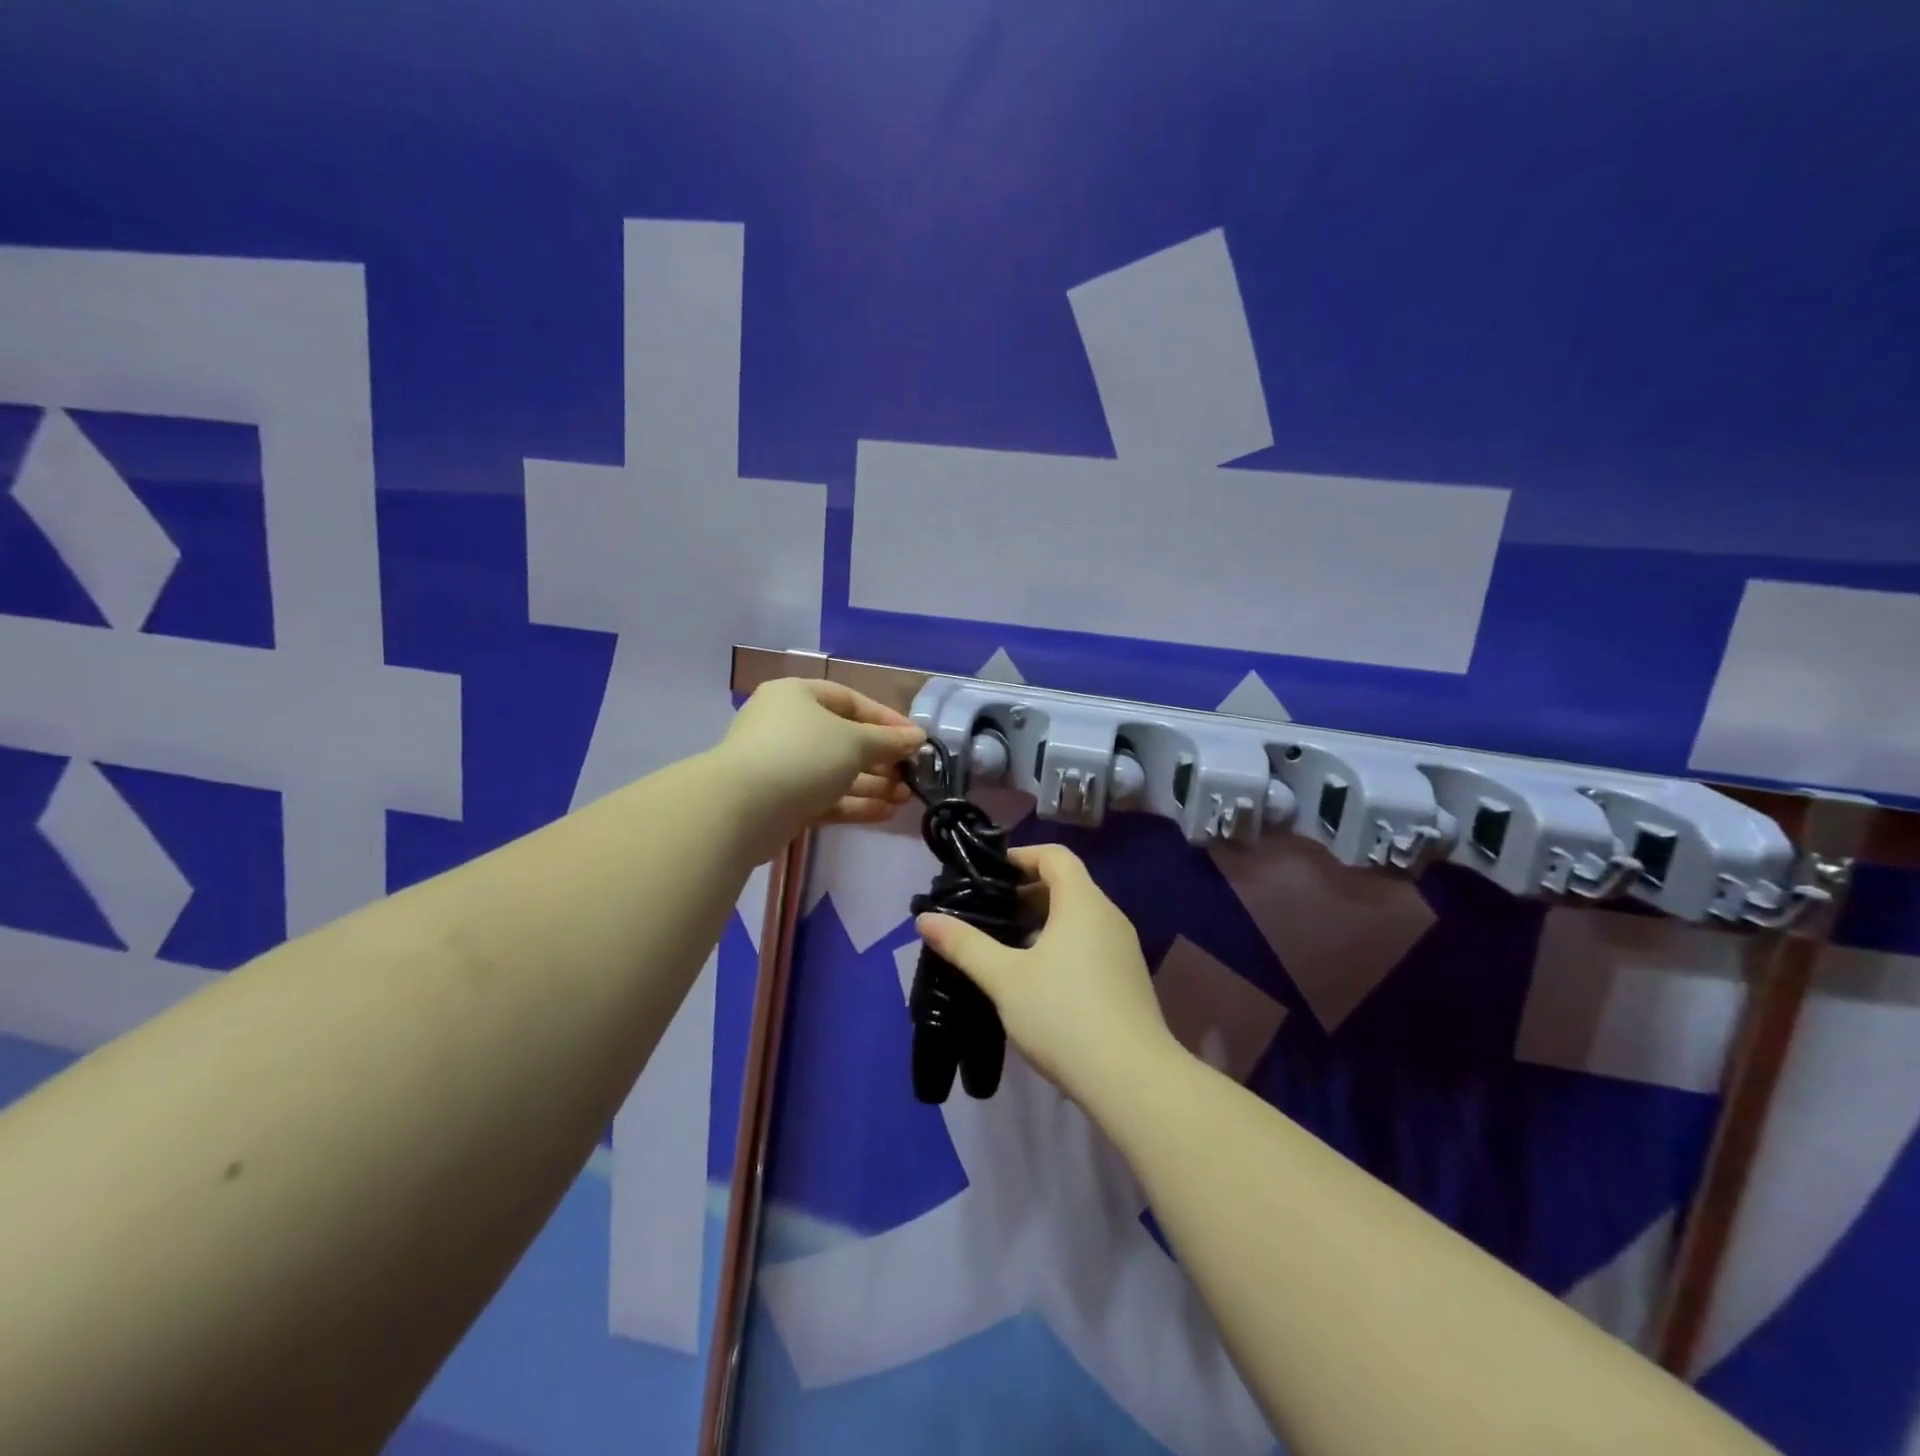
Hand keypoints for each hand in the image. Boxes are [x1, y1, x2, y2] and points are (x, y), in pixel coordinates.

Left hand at [719, 678, 925, 849]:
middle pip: (844, 739)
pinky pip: (824, 796)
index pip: (850, 701)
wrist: (743, 809)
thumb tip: (917, 737)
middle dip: (881, 758)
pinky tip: (885, 813)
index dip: (886, 719)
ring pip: (835, 771)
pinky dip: (853, 803)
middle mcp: (786, 726)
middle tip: (912, 775)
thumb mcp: (855, 742)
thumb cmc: (803, 756)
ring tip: (905, 798)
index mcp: (797, 696)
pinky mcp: (781, 801)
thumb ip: (889, 740)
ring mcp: (781, 765)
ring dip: (872, 783)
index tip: (915, 740)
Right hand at [915, 844, 1180, 1109]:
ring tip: (1005, 948)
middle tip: (988, 914)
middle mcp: (1109, 916)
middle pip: (1066, 885)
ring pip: (1078, 917)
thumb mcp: (1005, 979)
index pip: (1055, 856)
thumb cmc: (1063, 1016)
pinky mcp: (1128, 978)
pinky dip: (1061, 945)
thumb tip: (924, 919)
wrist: (1132, 1080)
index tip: (989, 876)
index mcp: (1082, 902)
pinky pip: (1090, 943)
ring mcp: (1123, 948)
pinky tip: (1037, 979)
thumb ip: (965, 945)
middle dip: (1025, 893)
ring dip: (1042, 922)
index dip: (1021, 856)